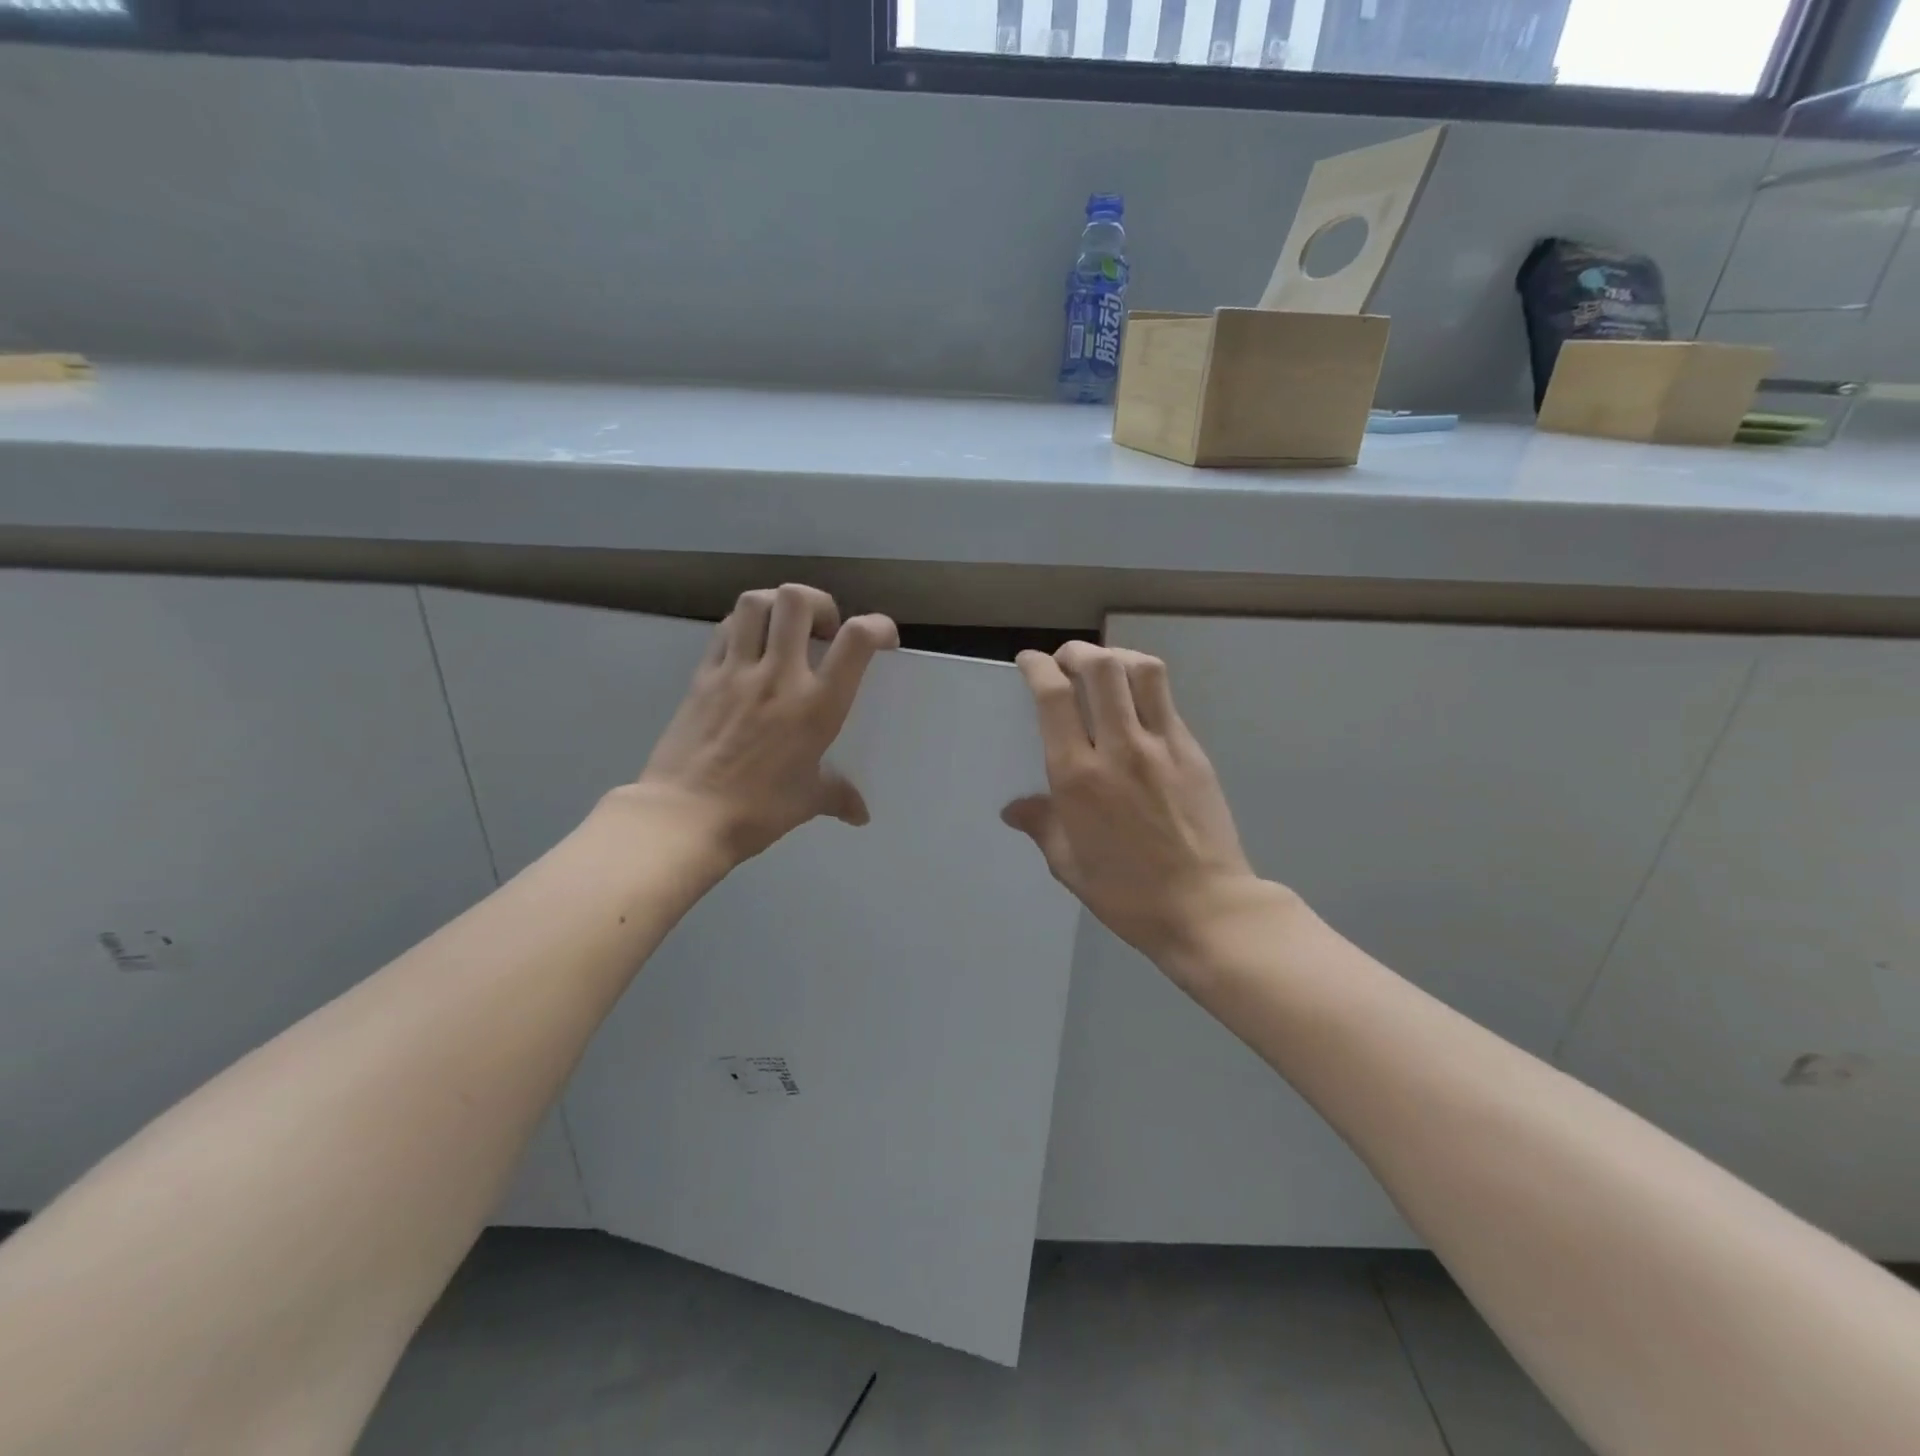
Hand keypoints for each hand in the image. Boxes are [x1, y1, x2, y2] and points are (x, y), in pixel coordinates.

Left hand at [632, 584, 897, 864]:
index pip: (856, 640)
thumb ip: (838, 796)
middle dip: (819, 603)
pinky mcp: (702, 675)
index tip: (882, 639)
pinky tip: (749, 649)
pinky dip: (743, 626)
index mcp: (816, 705)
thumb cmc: (756, 811)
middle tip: (823, 630)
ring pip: (755, 602)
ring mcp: (736, 671)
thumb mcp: (807, 802)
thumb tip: (860, 813)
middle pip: (797, 600)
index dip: (877, 626)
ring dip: (777, 605)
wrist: (684, 816)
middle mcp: (779, 675)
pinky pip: (725, 630)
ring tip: (784, 629)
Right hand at [1003, 642, 1263, 968]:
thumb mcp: (1069, 865)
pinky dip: (1144, 686)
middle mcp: (1119, 748)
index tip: (1029, 661)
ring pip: (1142, 670)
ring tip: (1104, 669)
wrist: (1206, 907)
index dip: (1037, 667)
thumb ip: (1041, 825)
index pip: (1053, 698)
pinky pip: (1166, 700)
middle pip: (1100, 667)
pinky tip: (1135, 706)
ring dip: (1116, 657)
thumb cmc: (1127, 894)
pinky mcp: (1192, 750)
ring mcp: (1162, 745)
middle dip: (1076, 652)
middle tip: (1065, 661)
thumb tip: (1013, 808)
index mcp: (1078, 777)